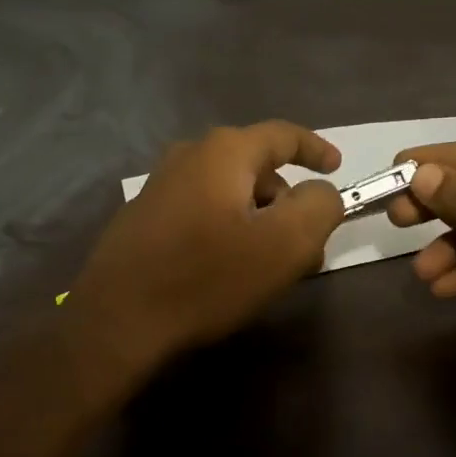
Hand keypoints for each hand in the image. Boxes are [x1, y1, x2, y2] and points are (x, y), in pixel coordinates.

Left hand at [69, 122, 343, 369]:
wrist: (118, 320)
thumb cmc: (208, 277)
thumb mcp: (285, 244)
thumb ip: (319, 207)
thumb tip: (321, 193)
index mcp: (225, 152)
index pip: (283, 135)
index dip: (316, 149)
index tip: (336, 168)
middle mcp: (189, 156)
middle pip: (256, 167)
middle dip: (288, 201)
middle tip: (307, 243)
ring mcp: (161, 187)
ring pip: (230, 193)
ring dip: (259, 220)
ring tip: (271, 264)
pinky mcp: (145, 219)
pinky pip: (204, 211)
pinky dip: (229, 229)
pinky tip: (230, 268)